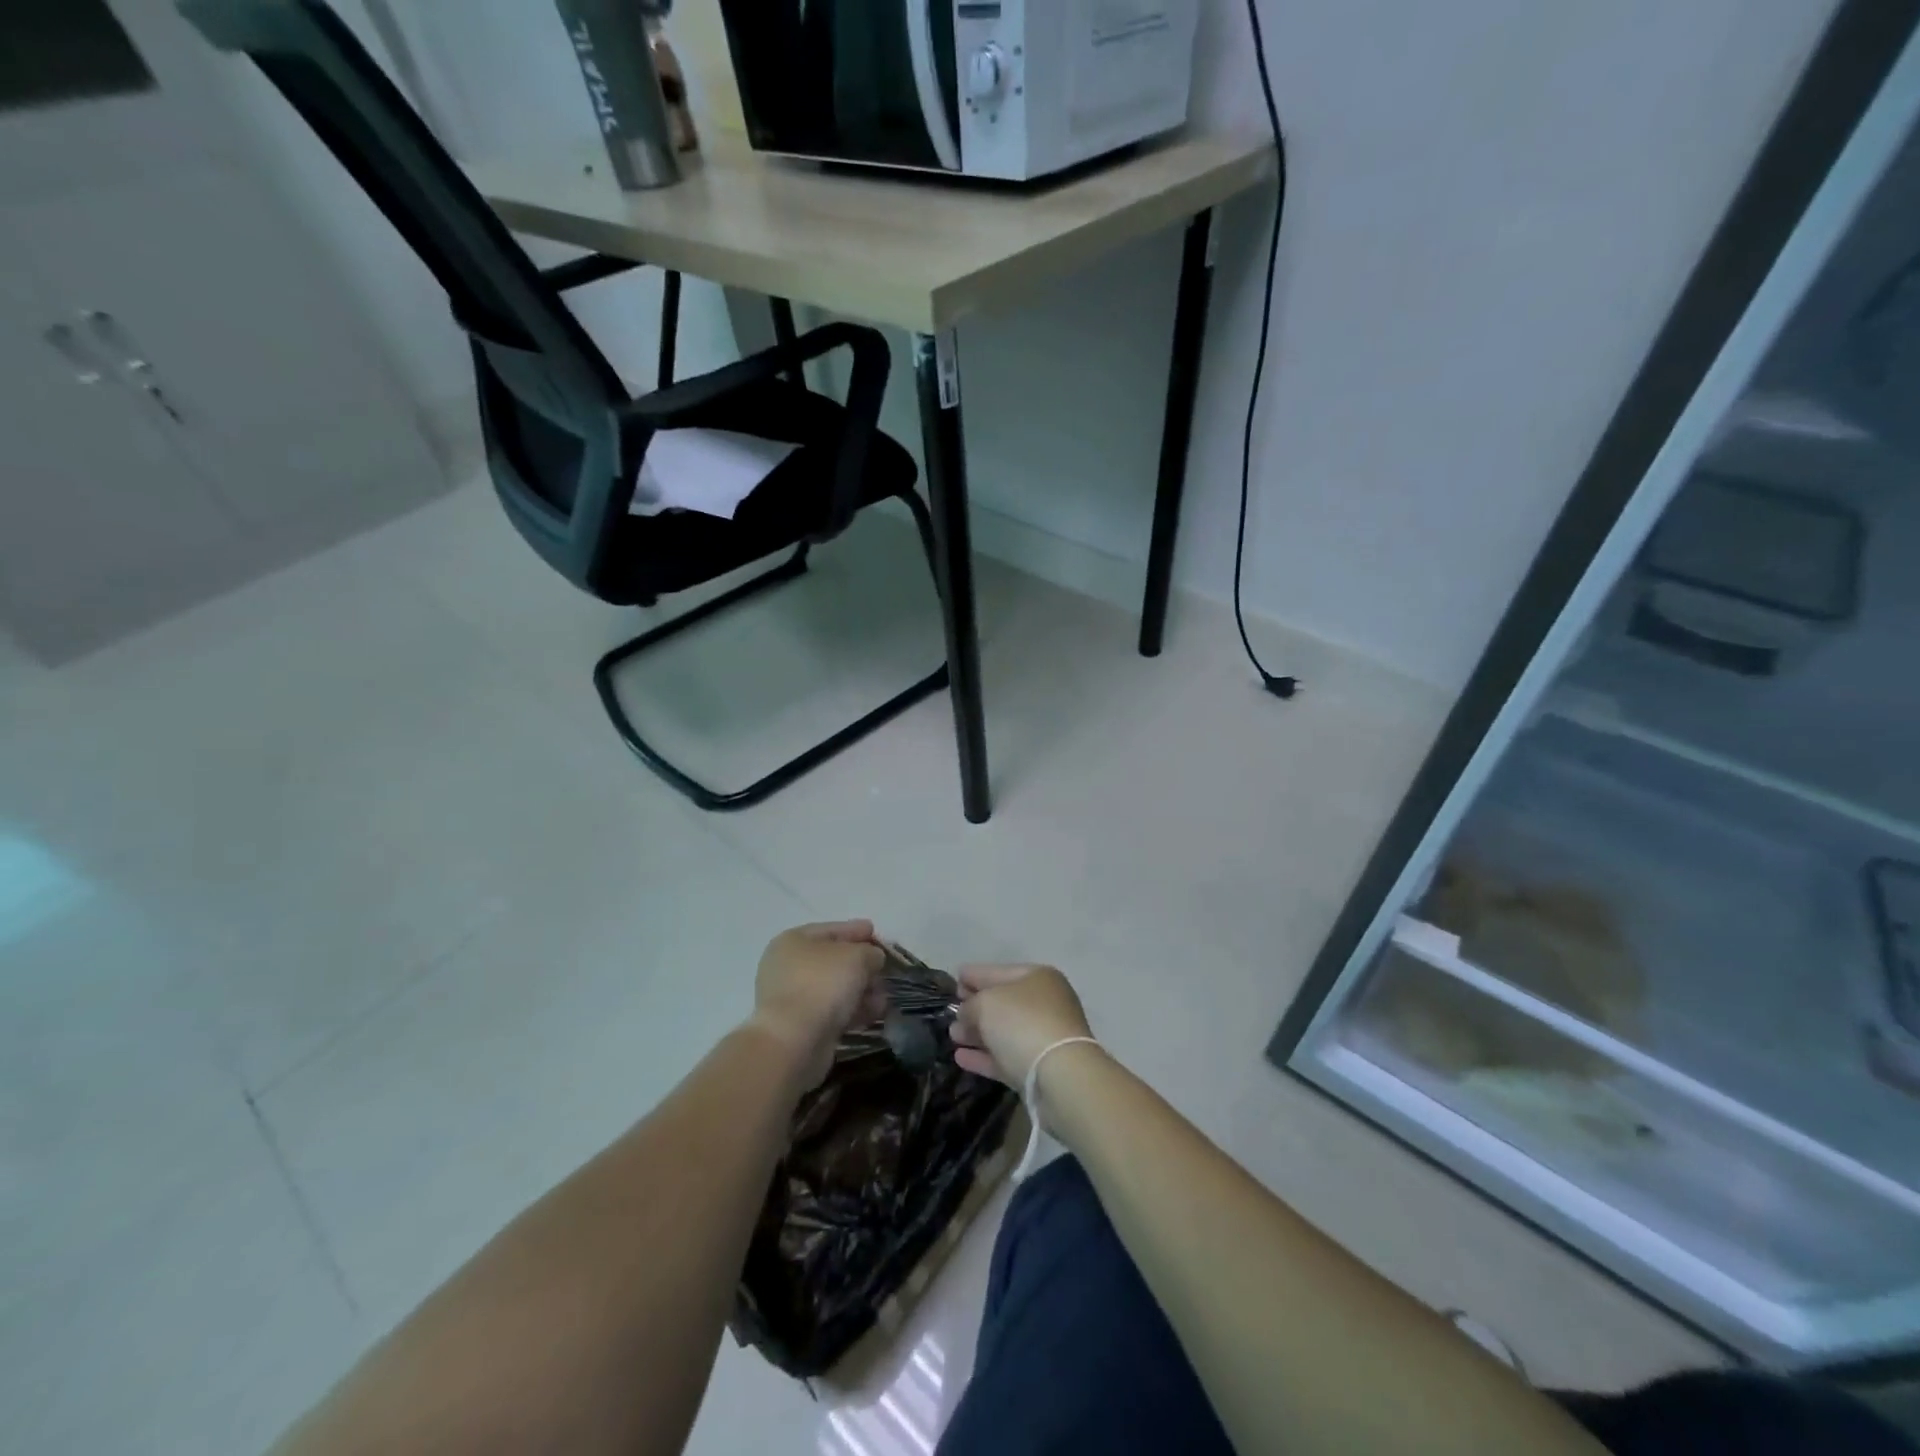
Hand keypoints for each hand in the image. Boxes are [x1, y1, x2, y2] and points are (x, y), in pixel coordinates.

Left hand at [749, 921, 886, 1088]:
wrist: (793, 1041)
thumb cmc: (822, 984)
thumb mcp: (856, 957)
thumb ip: (870, 952)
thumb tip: (872, 958)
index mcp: (793, 941)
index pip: (830, 930)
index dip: (855, 930)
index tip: (875, 932)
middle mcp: (788, 966)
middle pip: (833, 960)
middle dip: (862, 966)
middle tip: (884, 970)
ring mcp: (792, 997)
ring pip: (835, 988)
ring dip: (862, 990)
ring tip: (883, 998)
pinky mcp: (800, 1026)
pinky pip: (832, 1010)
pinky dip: (852, 1010)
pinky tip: (874, 1014)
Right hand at [949, 964, 1093, 1086]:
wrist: (1061, 1076)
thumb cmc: (1023, 1023)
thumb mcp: (986, 1003)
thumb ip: (970, 1005)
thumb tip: (966, 1014)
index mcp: (1037, 978)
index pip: (998, 971)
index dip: (974, 975)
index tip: (955, 979)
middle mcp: (1045, 1003)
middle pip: (1003, 1002)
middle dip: (975, 1006)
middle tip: (950, 1012)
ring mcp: (1044, 1037)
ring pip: (1004, 1031)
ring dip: (977, 1033)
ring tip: (952, 1035)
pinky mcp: (1039, 1068)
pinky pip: (1006, 1057)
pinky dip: (984, 1056)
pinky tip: (960, 1057)